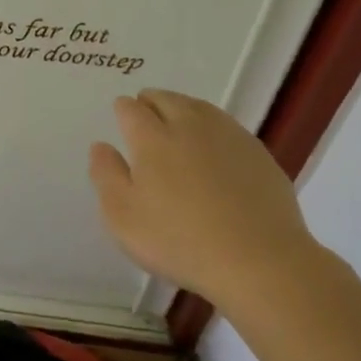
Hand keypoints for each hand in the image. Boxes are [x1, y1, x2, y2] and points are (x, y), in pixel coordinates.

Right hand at [89, 89, 315, 311]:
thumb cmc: (179, 241)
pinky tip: (214, 147)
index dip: (123, 110)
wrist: (260, 262)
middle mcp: (189, 126)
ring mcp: (228, 137)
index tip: (121, 118)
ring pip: (199, 107)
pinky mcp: (258, 154)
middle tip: (146, 115)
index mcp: (152, 138)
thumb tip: (101, 146)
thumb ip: (106, 175)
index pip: (131, 109)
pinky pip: (227, 127)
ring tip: (178, 123)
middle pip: (166, 99)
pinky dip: (213, 128)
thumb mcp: (123, 217)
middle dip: (151, 102)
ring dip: (182, 108)